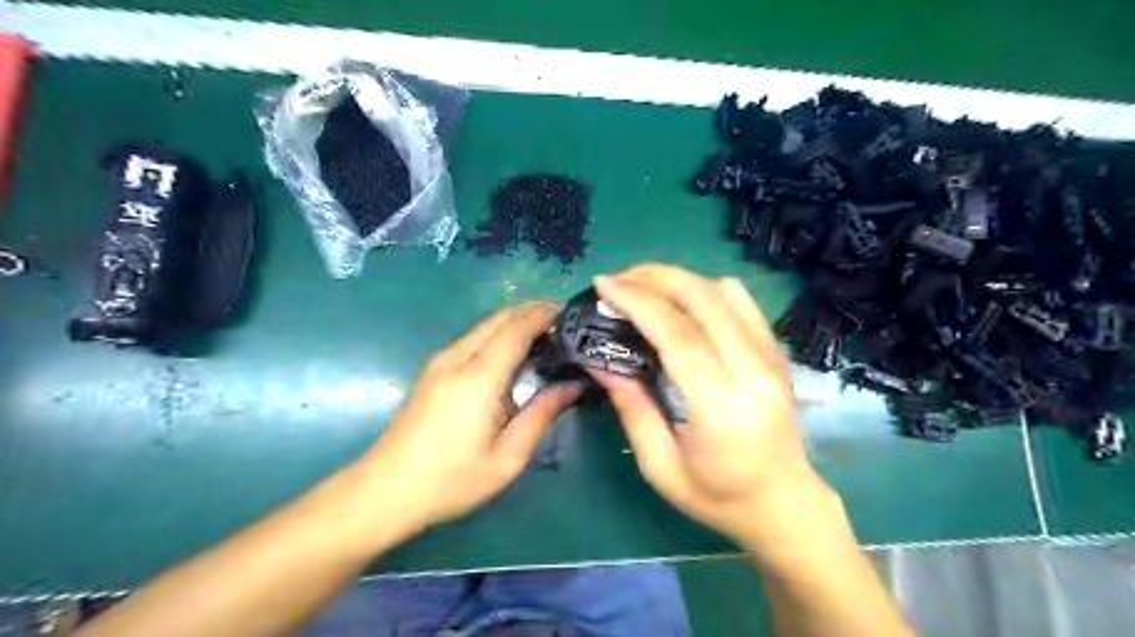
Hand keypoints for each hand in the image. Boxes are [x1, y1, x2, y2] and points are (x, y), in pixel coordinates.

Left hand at [356, 302, 583, 533]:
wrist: (385, 491)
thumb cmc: (451, 480)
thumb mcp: (507, 457)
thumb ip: (541, 415)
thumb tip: (572, 386)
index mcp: (478, 378)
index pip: (515, 329)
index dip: (543, 315)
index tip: (568, 313)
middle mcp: (456, 359)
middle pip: (498, 319)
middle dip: (530, 312)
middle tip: (561, 324)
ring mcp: (439, 363)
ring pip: (482, 327)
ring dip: (513, 323)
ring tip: (543, 338)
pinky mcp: (431, 371)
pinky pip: (471, 340)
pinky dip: (497, 336)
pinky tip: (510, 355)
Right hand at [591, 264, 831, 547]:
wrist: (784, 504)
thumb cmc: (718, 497)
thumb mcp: (661, 466)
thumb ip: (631, 408)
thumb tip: (600, 361)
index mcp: (722, 407)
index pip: (678, 335)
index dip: (638, 302)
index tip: (604, 284)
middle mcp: (754, 371)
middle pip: (703, 299)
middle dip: (654, 278)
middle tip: (617, 280)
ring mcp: (771, 357)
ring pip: (724, 291)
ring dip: (679, 279)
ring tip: (644, 288)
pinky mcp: (776, 351)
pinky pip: (742, 301)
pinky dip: (705, 289)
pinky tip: (682, 302)